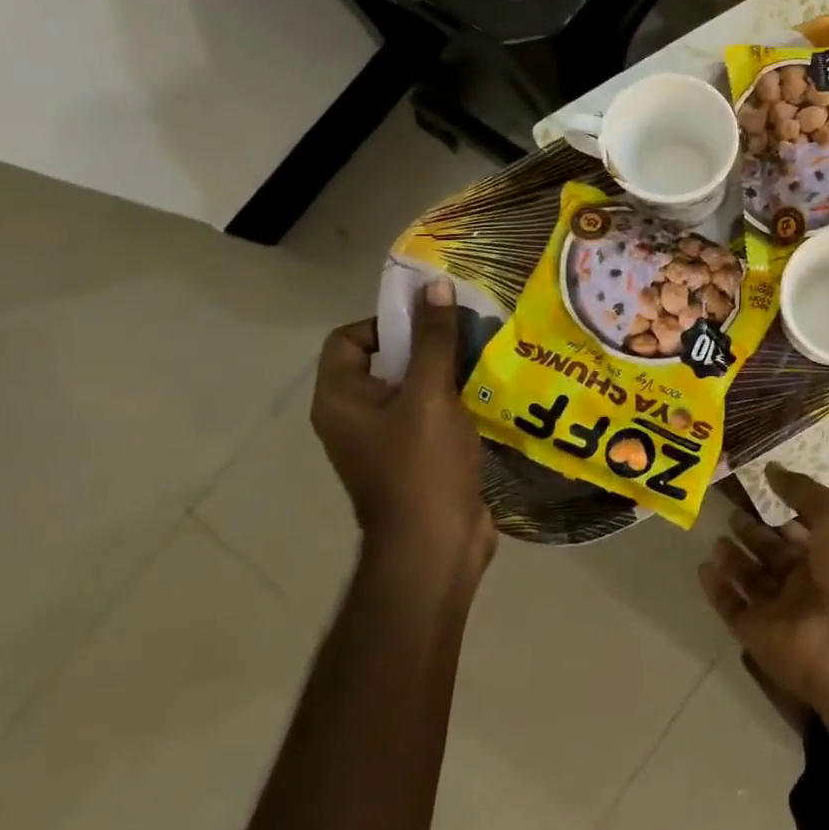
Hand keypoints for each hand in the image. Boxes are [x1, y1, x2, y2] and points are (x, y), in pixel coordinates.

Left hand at [310, 281, 492, 579]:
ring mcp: (385, 440)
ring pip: (413, 387)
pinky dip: (455, 400)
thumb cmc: (422, 465)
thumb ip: (433, 340)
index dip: (386, 322)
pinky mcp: (416, 457)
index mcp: (341, 400)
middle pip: (384, 360)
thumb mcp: (429, 394)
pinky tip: (487, 395)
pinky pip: (431, 413)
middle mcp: (355, 417)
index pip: (348, 339)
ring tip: (484, 359)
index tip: (430, 323)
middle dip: (426, 344)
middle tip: (467, 334)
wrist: (434, 544)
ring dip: (446, 371)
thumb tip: (435, 285)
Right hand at [700, 466, 828, 715]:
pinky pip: (733, 608)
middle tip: (729, 512)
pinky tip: (704, 568)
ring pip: (752, 580)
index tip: (757, 490)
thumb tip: (771, 468)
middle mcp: (807, 582)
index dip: (782, 510)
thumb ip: (803, 491)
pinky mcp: (757, 635)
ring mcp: (782, 611)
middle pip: (774, 554)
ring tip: (715, 537)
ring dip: (734, 560)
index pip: (801, 529)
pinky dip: (718, 590)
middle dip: (753, 534)